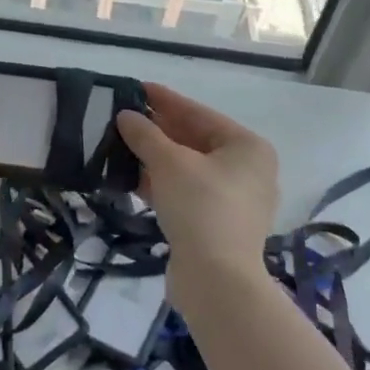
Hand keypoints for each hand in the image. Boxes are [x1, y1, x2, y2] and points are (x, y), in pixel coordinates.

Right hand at [116, 84, 278, 302]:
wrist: (217, 281)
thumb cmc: (200, 207)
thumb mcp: (168, 162)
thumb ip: (145, 134)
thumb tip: (125, 116)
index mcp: (247, 146)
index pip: (198, 113)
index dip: (164, 100)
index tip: (135, 88)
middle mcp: (248, 169)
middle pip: (195, 140)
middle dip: (158, 131)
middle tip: (123, 117)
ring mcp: (236, 200)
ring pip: (189, 168)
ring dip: (156, 158)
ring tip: (121, 145)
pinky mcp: (220, 225)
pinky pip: (188, 192)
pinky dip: (162, 183)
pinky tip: (132, 177)